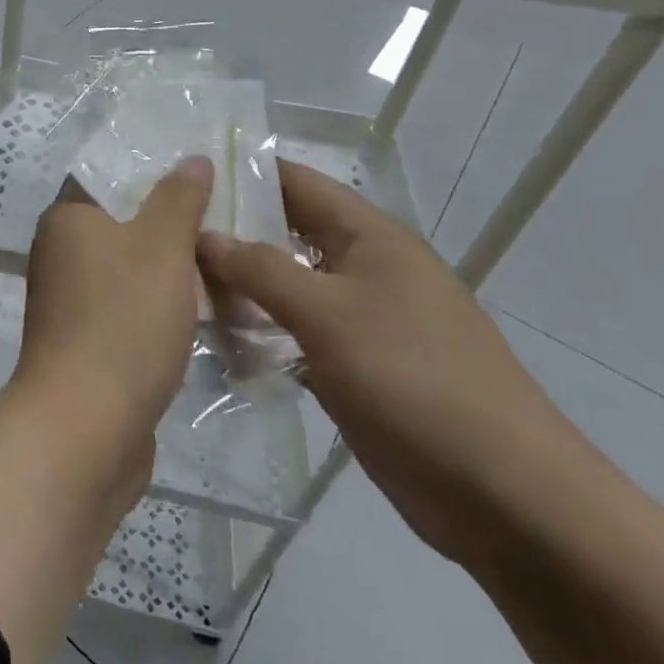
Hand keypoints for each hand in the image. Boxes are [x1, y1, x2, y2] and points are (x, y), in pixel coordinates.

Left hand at [13, 156, 213, 485]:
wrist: (85, 424)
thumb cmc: (123, 320)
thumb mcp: (161, 247)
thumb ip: (178, 199)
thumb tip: (190, 158)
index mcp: (67, 218)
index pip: (109, 176)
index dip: (153, 171)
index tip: (201, 173)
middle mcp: (59, 252)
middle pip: (122, 223)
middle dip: (171, 222)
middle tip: (226, 219)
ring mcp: (69, 300)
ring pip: (129, 268)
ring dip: (170, 269)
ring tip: (226, 262)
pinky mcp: (85, 341)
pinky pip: (128, 307)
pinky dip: (160, 306)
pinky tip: (204, 311)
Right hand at [196, 161, 586, 565]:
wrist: (503, 493)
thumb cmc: (416, 380)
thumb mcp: (329, 314)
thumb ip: (260, 270)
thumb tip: (203, 234)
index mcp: (369, 237)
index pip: (295, 182)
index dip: (242, 170)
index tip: (182, 173)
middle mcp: (361, 267)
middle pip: (284, 232)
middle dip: (229, 228)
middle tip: (161, 228)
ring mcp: (356, 319)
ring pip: (283, 284)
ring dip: (237, 282)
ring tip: (169, 276)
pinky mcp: (349, 364)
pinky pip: (290, 331)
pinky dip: (254, 327)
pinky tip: (208, 332)